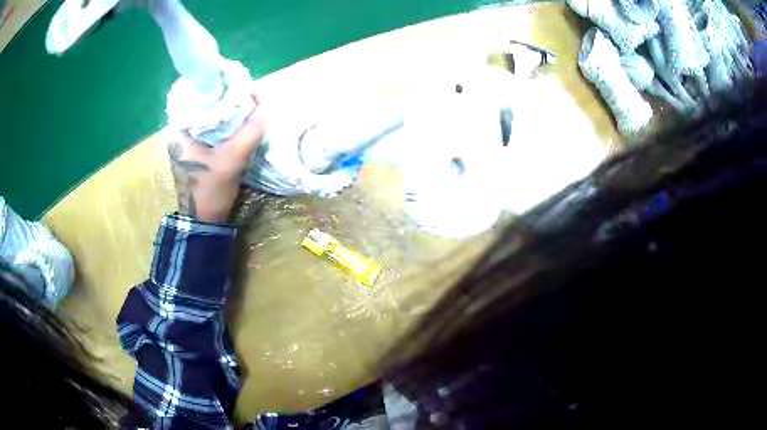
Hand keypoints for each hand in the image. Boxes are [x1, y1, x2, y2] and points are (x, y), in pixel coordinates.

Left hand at [168, 94, 265, 223]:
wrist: (204, 223)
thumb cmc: (210, 191)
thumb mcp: (232, 160)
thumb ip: (250, 132)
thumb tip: (267, 104)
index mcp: (178, 131)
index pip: (195, 95)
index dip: (217, 85)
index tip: (236, 80)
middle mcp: (179, 133)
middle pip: (202, 105)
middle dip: (224, 97)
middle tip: (245, 91)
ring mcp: (186, 143)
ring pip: (207, 117)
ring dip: (225, 111)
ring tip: (245, 102)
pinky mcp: (195, 152)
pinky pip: (210, 130)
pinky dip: (224, 125)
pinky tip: (238, 122)